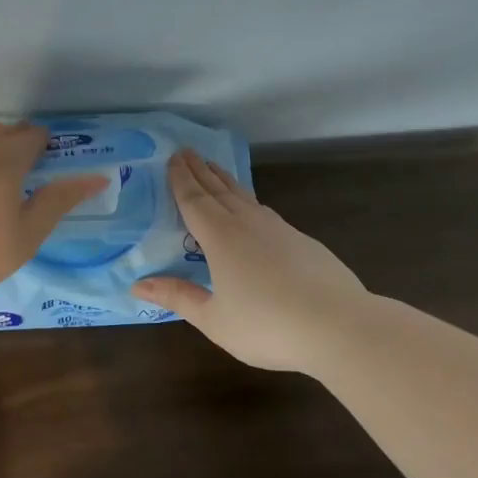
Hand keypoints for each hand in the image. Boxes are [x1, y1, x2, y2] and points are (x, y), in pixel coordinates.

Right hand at [133, 149, 369, 372]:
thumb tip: (137, 285)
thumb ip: (177, 297)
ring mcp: (278, 229)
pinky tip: (251, 207)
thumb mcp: (215, 319)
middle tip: (186, 152)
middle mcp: (247, 224)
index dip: (181, 180)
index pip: (194, 200)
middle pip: (217, 190)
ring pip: (243, 196)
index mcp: (220, 238)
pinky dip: (247, 200)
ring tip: (213, 169)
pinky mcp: (300, 240)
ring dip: (224, 180)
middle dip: (200, 170)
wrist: (339, 325)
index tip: (172, 158)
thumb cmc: (268, 326)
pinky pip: (263, 210)